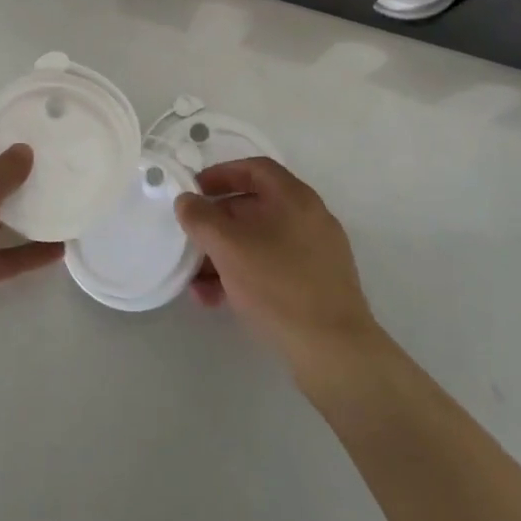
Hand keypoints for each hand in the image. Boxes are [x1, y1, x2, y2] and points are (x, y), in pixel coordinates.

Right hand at [175, 157, 381, 377]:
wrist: (334, 351)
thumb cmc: (279, 286)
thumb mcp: (229, 248)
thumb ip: (201, 219)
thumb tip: (186, 201)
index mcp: (295, 198)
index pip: (255, 169)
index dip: (221, 174)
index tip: (194, 190)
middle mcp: (309, 218)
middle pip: (255, 207)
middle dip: (217, 223)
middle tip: (190, 239)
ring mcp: (316, 253)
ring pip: (260, 242)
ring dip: (225, 255)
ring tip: (196, 282)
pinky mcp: (316, 285)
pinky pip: (272, 267)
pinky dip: (244, 275)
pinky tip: (217, 300)